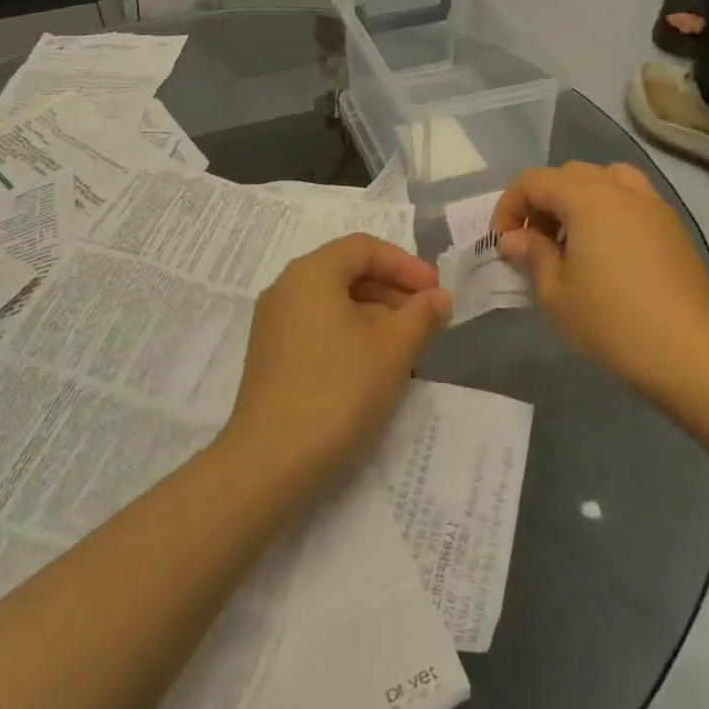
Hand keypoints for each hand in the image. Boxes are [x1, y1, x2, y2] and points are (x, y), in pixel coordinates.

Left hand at [223, 234, 451, 483]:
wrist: (272, 459)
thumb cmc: (339, 389)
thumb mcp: (393, 348)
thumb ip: (421, 315)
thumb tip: (438, 298)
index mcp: (310, 273)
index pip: (364, 248)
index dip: (406, 265)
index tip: (436, 294)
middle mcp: (286, 288)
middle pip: (347, 271)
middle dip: (392, 290)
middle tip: (427, 320)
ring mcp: (273, 323)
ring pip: (333, 302)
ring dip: (375, 314)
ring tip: (407, 346)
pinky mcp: (271, 356)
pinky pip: (317, 327)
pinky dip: (350, 333)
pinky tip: (373, 365)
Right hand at [493, 162, 708, 394]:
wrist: (686, 352)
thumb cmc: (610, 320)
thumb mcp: (554, 292)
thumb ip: (531, 254)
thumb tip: (514, 238)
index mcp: (587, 197)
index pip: (533, 181)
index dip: (509, 207)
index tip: (503, 243)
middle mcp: (621, 188)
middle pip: (568, 175)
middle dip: (542, 202)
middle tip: (533, 243)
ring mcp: (652, 204)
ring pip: (604, 180)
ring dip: (577, 201)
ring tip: (571, 240)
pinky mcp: (671, 226)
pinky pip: (630, 200)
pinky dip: (608, 211)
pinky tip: (605, 252)